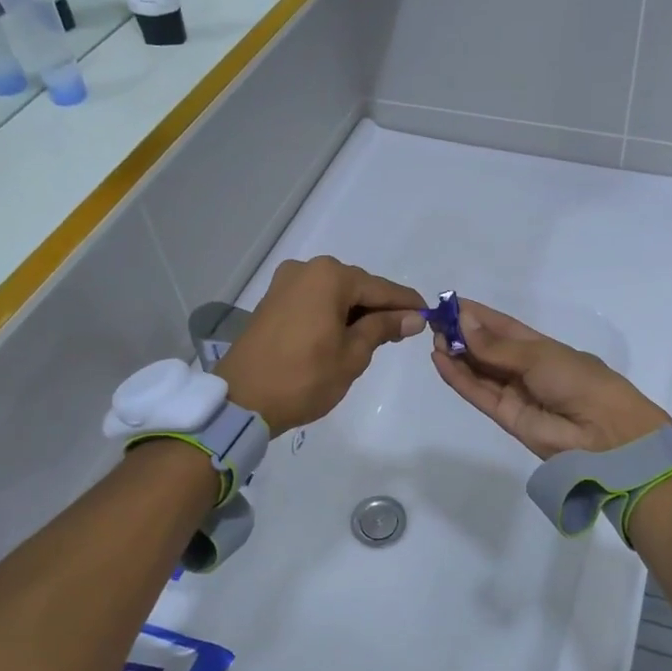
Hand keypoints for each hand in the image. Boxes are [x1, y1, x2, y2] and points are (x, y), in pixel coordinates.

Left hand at [215, 257, 424, 434]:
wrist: (242, 400)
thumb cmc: (304, 378)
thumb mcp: (352, 355)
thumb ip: (382, 329)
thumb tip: (413, 317)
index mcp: (330, 277)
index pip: (380, 288)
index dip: (406, 303)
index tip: (429, 314)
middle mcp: (307, 269)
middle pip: (356, 286)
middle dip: (380, 307)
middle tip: (404, 331)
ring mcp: (285, 283)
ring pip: (334, 293)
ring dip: (356, 311)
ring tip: (377, 337)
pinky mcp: (272, 301)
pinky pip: (314, 300)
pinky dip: (333, 313)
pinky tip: (345, 333)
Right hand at [430, 300, 670, 458]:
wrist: (602, 431)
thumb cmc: (577, 379)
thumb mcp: (537, 354)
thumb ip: (496, 346)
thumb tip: (463, 322)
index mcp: (541, 347)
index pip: (502, 327)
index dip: (477, 316)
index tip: (449, 304)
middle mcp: (524, 368)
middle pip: (486, 349)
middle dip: (462, 335)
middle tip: (435, 322)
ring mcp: (513, 393)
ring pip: (478, 371)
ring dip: (456, 355)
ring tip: (433, 339)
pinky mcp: (504, 416)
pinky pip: (477, 393)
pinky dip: (458, 378)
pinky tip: (440, 360)